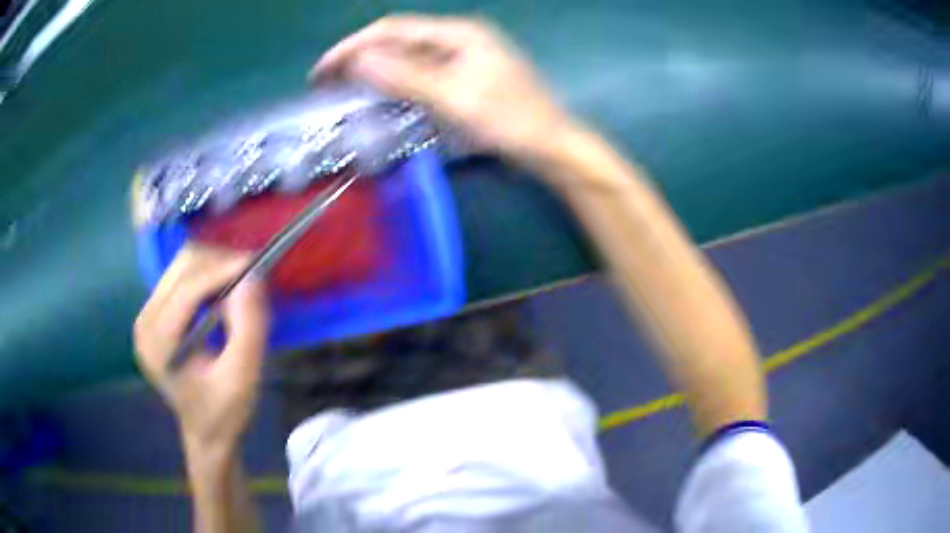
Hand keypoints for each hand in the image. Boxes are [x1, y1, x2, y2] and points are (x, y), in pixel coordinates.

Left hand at [134, 246, 268, 457]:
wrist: (206, 433)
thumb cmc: (224, 412)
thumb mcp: (243, 377)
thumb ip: (248, 328)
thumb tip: (252, 277)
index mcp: (158, 344)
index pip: (188, 289)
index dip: (223, 270)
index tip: (257, 264)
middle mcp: (145, 322)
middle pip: (182, 267)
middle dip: (219, 264)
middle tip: (250, 277)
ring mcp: (145, 316)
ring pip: (181, 265)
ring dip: (214, 267)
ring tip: (239, 286)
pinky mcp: (153, 314)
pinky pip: (180, 277)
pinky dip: (206, 276)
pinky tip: (222, 294)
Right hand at [311, 15, 573, 161]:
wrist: (551, 146)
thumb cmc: (509, 121)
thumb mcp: (454, 98)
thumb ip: (405, 77)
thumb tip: (358, 60)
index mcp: (458, 33)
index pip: (392, 30)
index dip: (352, 47)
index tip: (321, 71)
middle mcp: (459, 38)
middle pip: (398, 40)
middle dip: (360, 58)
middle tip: (326, 82)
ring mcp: (464, 57)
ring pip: (408, 57)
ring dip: (375, 70)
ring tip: (344, 88)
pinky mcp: (466, 76)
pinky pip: (421, 73)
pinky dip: (396, 82)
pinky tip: (381, 95)